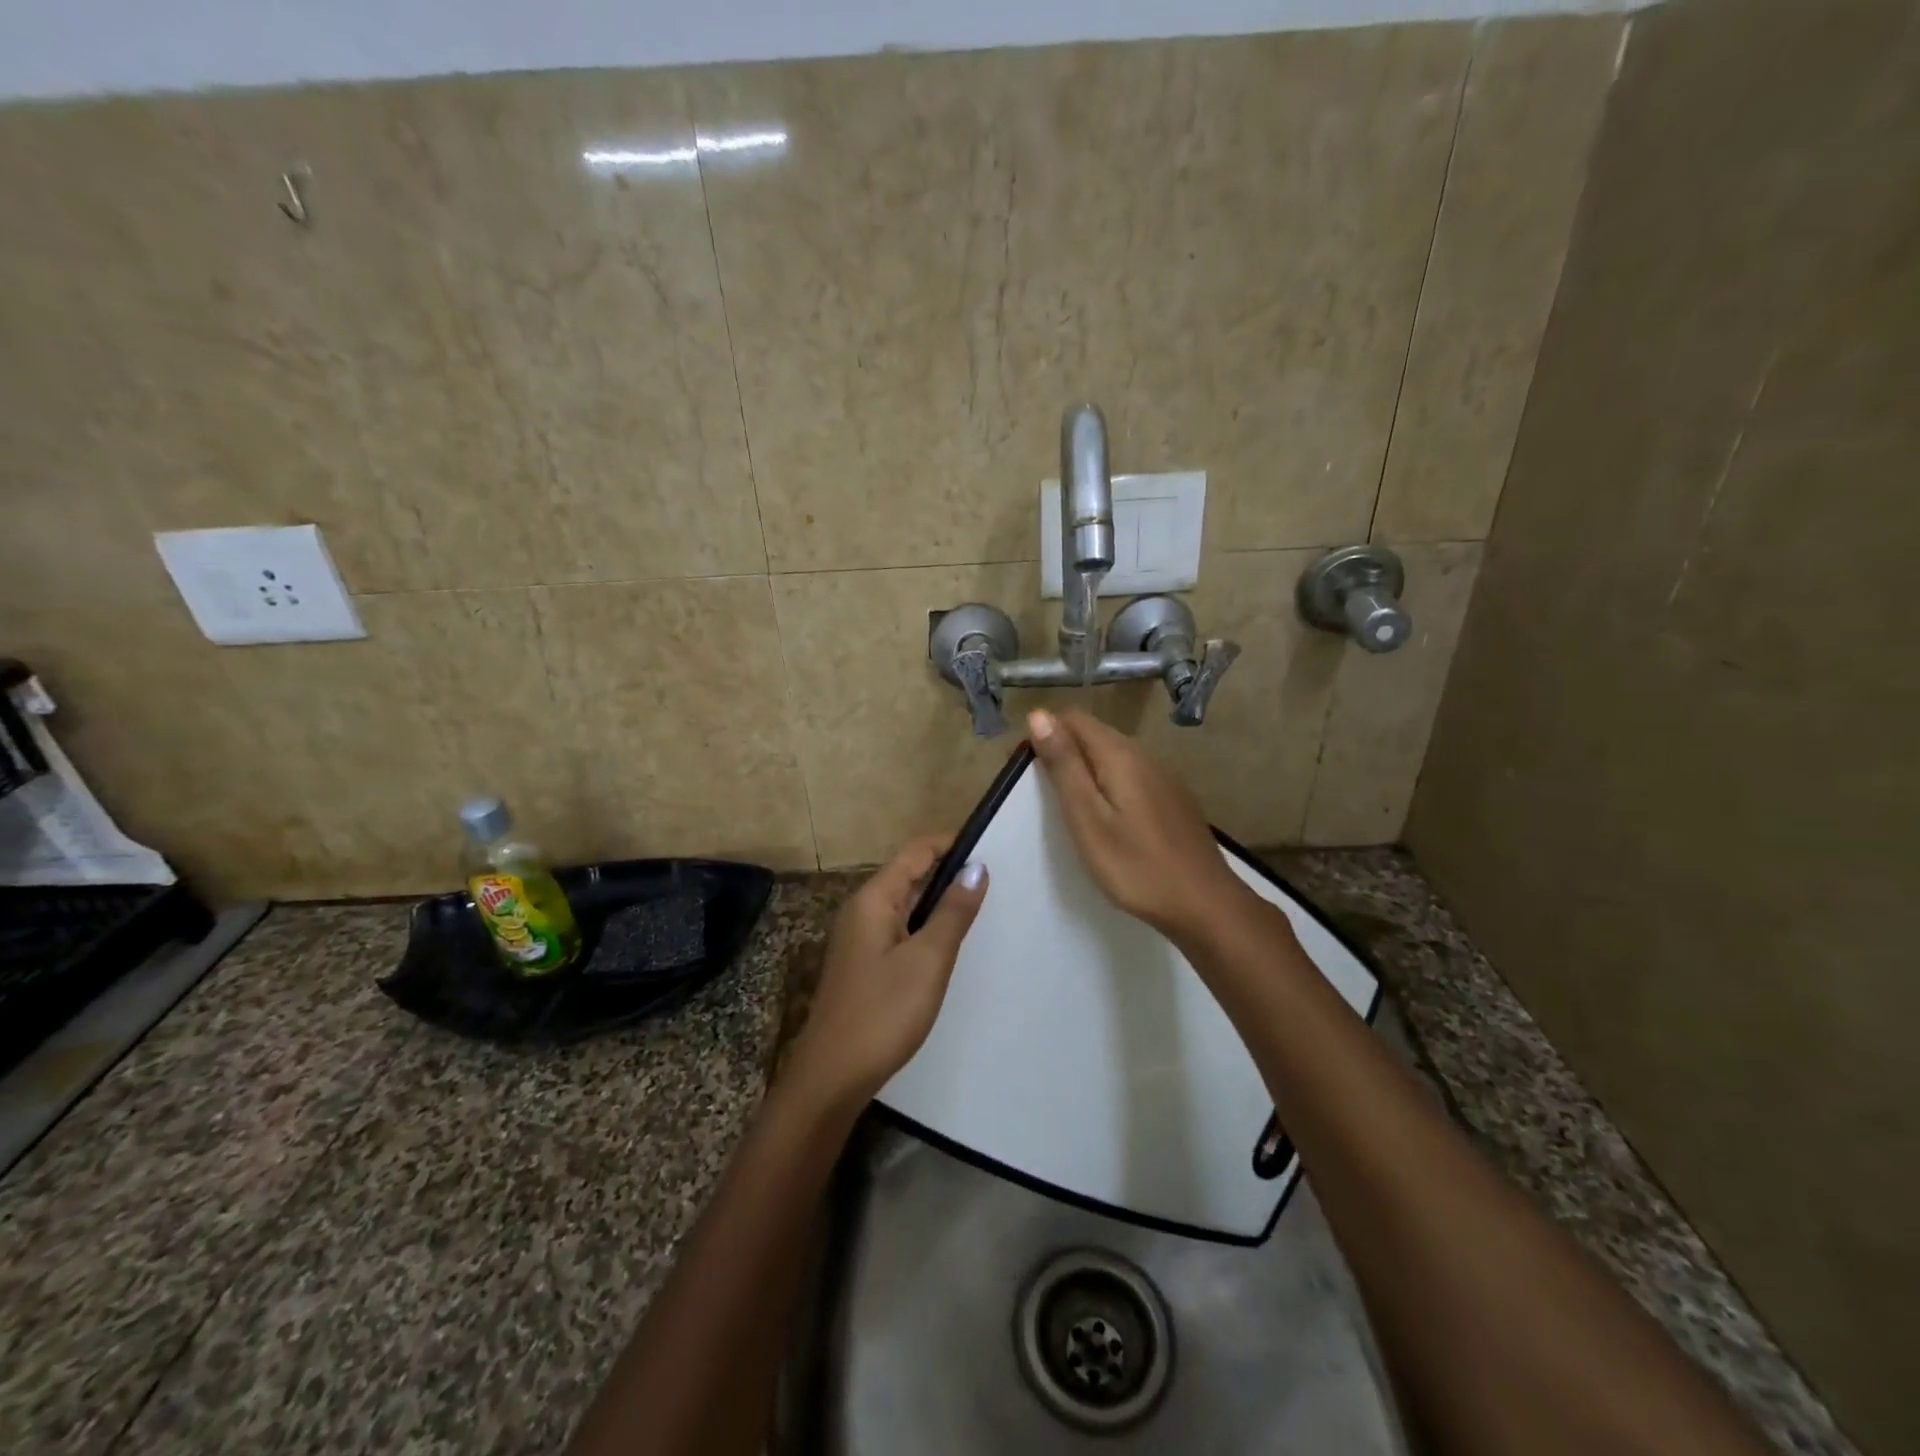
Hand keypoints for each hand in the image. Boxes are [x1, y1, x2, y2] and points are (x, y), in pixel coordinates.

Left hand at [785, 835, 988, 1108]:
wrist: (832, 1077)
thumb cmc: (882, 1013)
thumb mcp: (927, 960)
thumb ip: (953, 912)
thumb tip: (976, 867)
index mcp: (874, 899)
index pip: (916, 851)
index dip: (952, 843)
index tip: (992, 847)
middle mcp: (863, 909)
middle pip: (910, 874)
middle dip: (950, 872)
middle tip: (997, 880)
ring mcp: (861, 938)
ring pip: (906, 904)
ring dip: (940, 901)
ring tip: (983, 908)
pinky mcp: (865, 963)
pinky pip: (901, 929)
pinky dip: (927, 927)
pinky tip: (950, 944)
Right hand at [1027, 708, 1251, 942]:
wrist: (1205, 905)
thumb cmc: (1136, 867)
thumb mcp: (1088, 819)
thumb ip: (1065, 766)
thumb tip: (1039, 715)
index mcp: (1120, 755)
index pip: (1074, 719)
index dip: (1043, 732)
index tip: (1022, 767)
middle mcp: (1144, 755)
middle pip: (1094, 734)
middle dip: (1061, 749)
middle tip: (1037, 791)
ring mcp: (1163, 777)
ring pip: (1112, 755)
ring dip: (1083, 767)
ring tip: (1063, 805)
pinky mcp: (1171, 799)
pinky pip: (1130, 775)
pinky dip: (1106, 784)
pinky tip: (1103, 816)